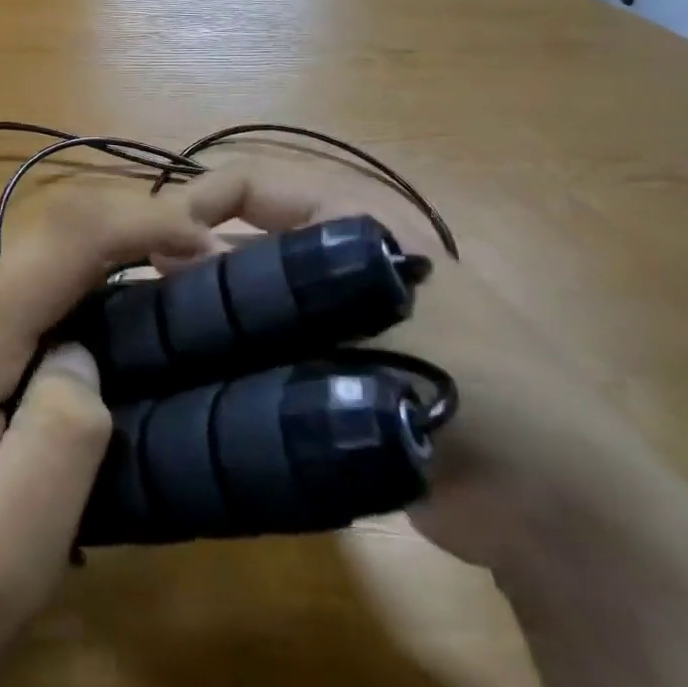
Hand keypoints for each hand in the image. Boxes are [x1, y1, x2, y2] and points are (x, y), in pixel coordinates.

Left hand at [0, 193, 212, 686]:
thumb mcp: (7, 559)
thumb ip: (66, 437)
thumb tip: (82, 354)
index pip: (65, 237)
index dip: (147, 221)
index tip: (209, 248)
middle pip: (44, 259)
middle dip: (117, 279)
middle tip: (174, 339)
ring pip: (17, 283)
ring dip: (74, 313)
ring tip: (108, 383)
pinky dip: (35, 327)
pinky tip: (37, 391)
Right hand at [176, 163, 687, 594]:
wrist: (550, 504)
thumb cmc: (475, 380)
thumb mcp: (369, 316)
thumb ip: (266, 289)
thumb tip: (170, 259)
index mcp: (354, 219)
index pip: (253, 182)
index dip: (197, 201)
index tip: (147, 246)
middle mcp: (335, 258)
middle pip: (242, 237)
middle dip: (188, 259)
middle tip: (137, 298)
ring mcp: (330, 318)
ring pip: (246, 296)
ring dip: (202, 311)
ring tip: (146, 339)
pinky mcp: (326, 372)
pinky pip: (259, 348)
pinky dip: (222, 356)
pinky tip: (180, 378)